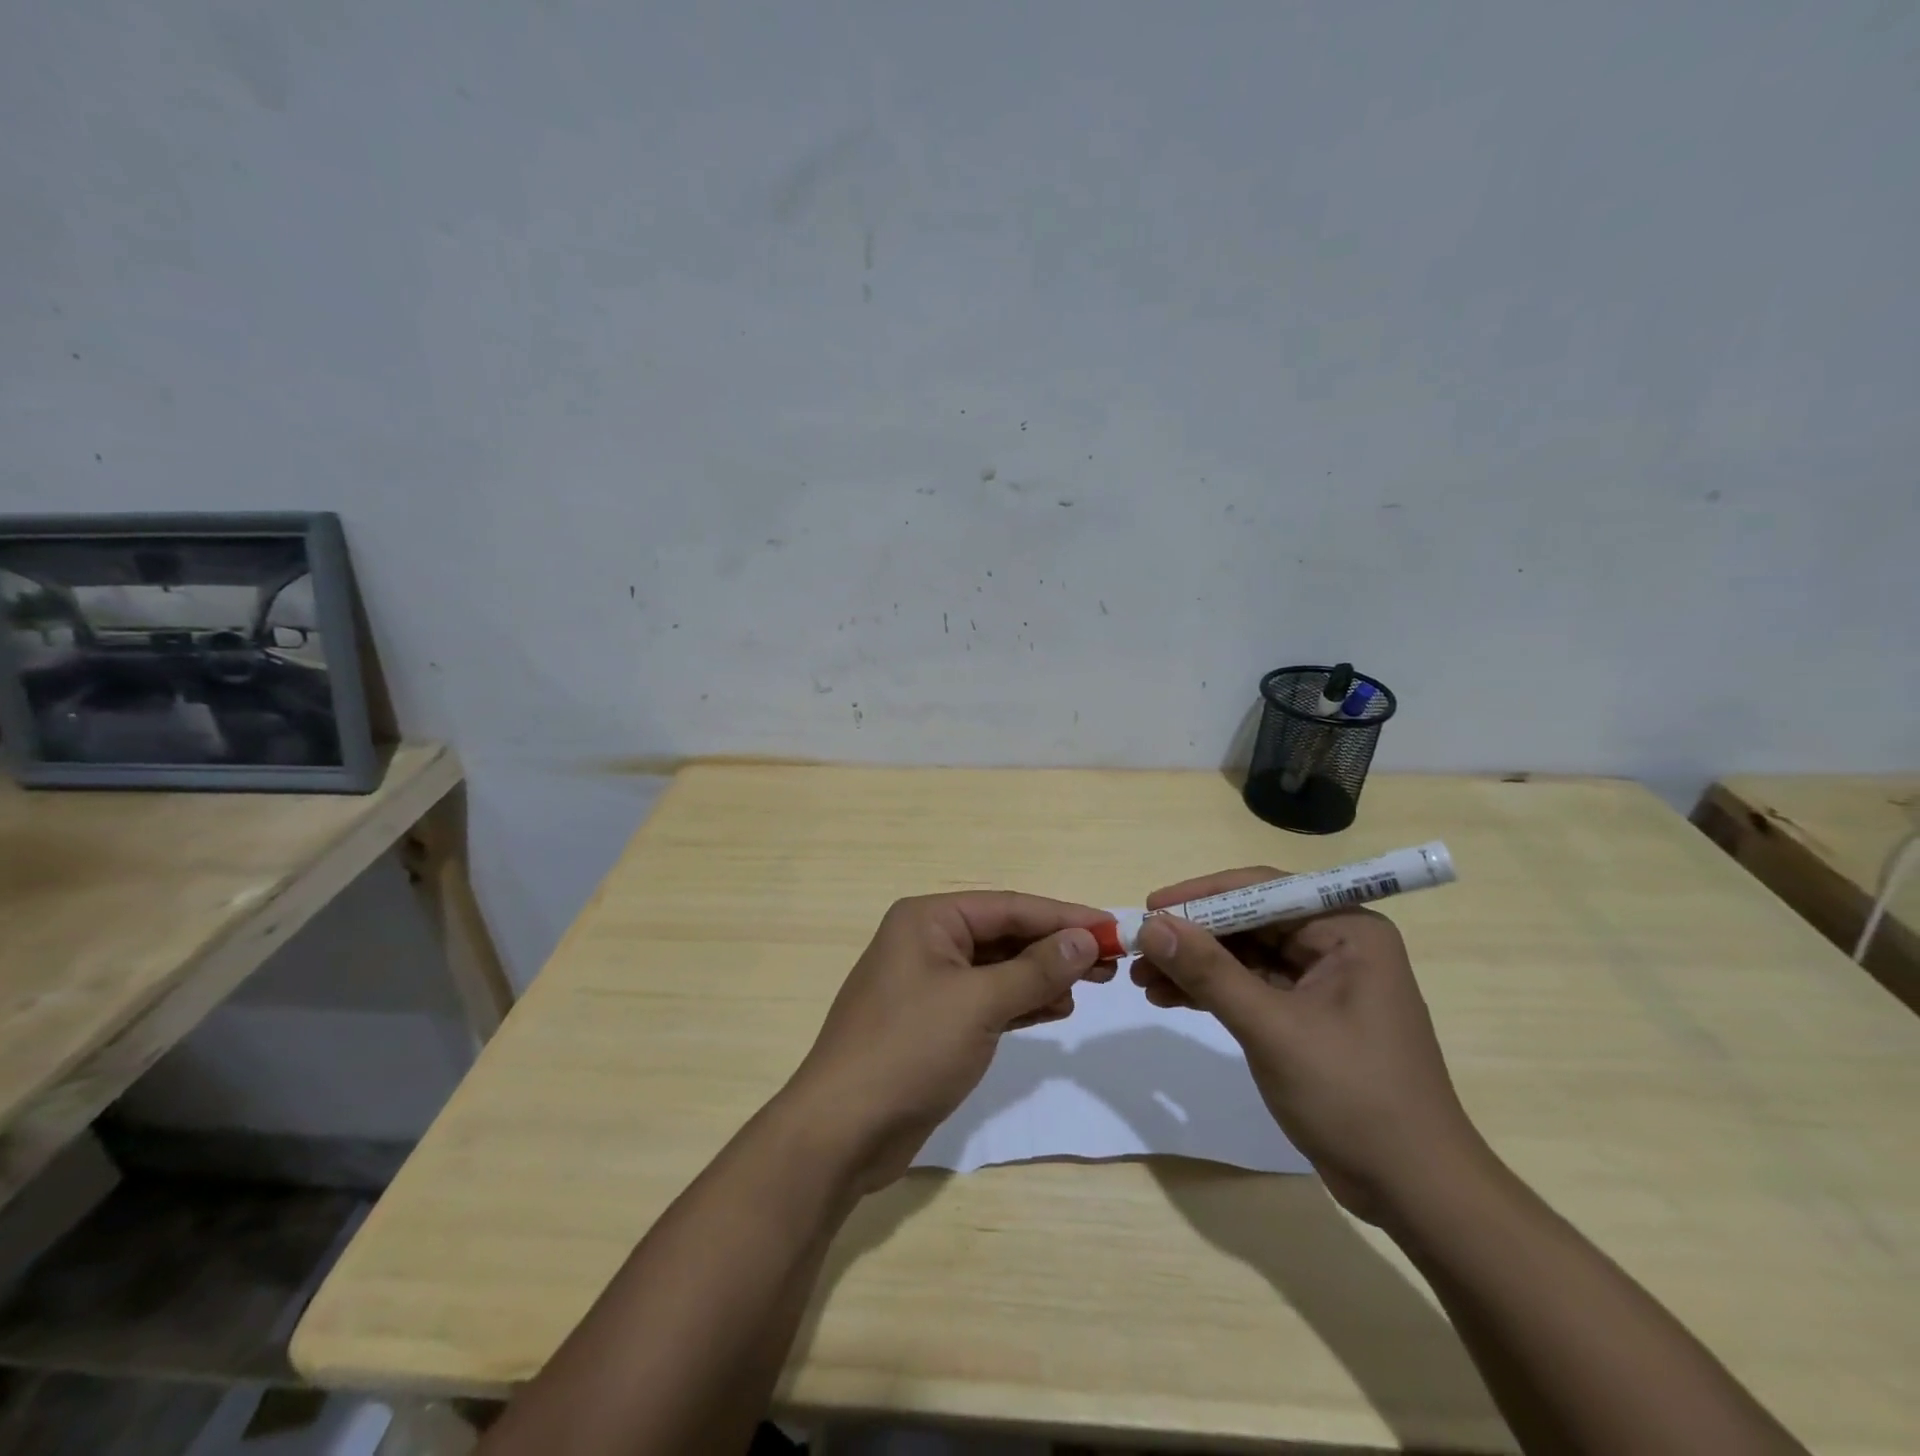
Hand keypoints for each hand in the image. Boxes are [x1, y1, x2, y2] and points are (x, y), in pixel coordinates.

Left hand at [785, 892, 1113, 1190]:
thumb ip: (1035, 969)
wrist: (842, 1130)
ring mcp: (928, 983)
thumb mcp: (979, 1003)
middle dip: (1055, 947)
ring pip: (998, 968)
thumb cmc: (909, 1049)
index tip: (1113, 928)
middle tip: (1110, 962)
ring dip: (1041, 975)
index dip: (1063, 916)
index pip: (1008, 906)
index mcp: (928, 919)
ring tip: (1090, 986)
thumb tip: (1085, 938)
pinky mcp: (933, 1022)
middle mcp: (927, 941)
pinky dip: (1020, 1002)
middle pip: (1004, 935)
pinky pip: (987, 999)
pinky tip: (1055, 1008)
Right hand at [1131, 867, 1490, 1224]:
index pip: (1262, 890)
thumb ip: (1209, 972)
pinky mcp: (1307, 1017)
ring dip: (1194, 966)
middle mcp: (1336, 945)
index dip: (1201, 895)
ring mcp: (1322, 982)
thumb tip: (1150, 926)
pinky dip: (1211, 992)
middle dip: (1192, 937)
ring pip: (1244, 956)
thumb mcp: (1272, 1028)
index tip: (1150, 908)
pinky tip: (1169, 999)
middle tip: (1138, 949)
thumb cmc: (1353, 1096)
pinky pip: (1249, 988)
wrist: (1414, 1191)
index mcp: (1347, 930)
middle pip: (1249, 922)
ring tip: (1142, 980)